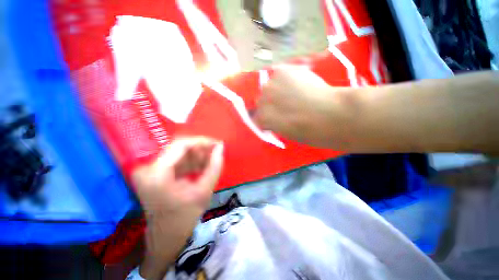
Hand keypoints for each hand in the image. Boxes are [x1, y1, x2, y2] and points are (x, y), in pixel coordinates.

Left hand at [132, 137, 223, 279]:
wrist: (165, 238)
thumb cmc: (183, 219)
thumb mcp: (204, 192)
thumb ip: (214, 167)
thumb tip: (221, 147)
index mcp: (156, 174)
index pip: (180, 145)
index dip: (201, 142)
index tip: (217, 144)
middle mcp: (149, 168)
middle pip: (179, 148)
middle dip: (201, 149)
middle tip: (216, 153)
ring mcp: (150, 170)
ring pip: (180, 153)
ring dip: (197, 156)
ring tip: (211, 162)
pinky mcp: (156, 173)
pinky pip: (177, 161)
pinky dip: (192, 162)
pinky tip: (203, 167)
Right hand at [254, 65, 356, 147]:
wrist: (326, 115)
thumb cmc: (307, 131)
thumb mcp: (286, 133)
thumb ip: (275, 123)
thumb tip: (275, 117)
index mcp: (262, 119)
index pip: (258, 116)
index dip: (267, 114)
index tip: (276, 115)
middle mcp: (261, 101)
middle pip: (262, 99)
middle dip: (272, 101)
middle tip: (287, 102)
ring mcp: (269, 86)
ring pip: (271, 85)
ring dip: (279, 88)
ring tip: (296, 90)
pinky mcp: (281, 72)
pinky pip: (280, 72)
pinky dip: (289, 76)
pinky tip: (300, 81)